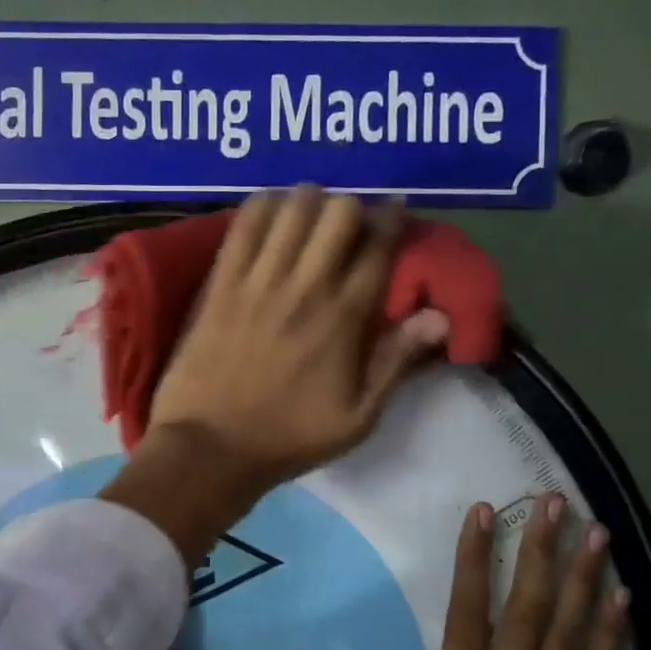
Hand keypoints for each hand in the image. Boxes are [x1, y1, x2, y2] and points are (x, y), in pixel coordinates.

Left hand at [103, 188, 448, 563]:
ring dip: (308, 201)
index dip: (392, 220)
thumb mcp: (358, 417)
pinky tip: (269, 209)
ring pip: (292, 209)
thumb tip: (439, 315)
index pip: (378, 247)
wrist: (211, 448)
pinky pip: (243, 226)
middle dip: (351, 208)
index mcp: (344, 318)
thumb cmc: (288, 437)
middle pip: (339, 213)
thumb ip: (396, 361)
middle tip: (347, 222)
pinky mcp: (220, 284)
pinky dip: (261, 207)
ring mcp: (258, 282)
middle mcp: (305, 287)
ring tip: (309, 211)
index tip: (395, 211)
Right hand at [291, 495, 630, 649]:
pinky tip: (623, 598)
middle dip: (540, 549)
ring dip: (582, 578)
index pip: (468, 608)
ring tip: (597, 532)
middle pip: (528, 607)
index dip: (476, 557)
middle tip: (552, 502)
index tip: (485, 512)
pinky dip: (611, 633)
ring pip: (569, 630)